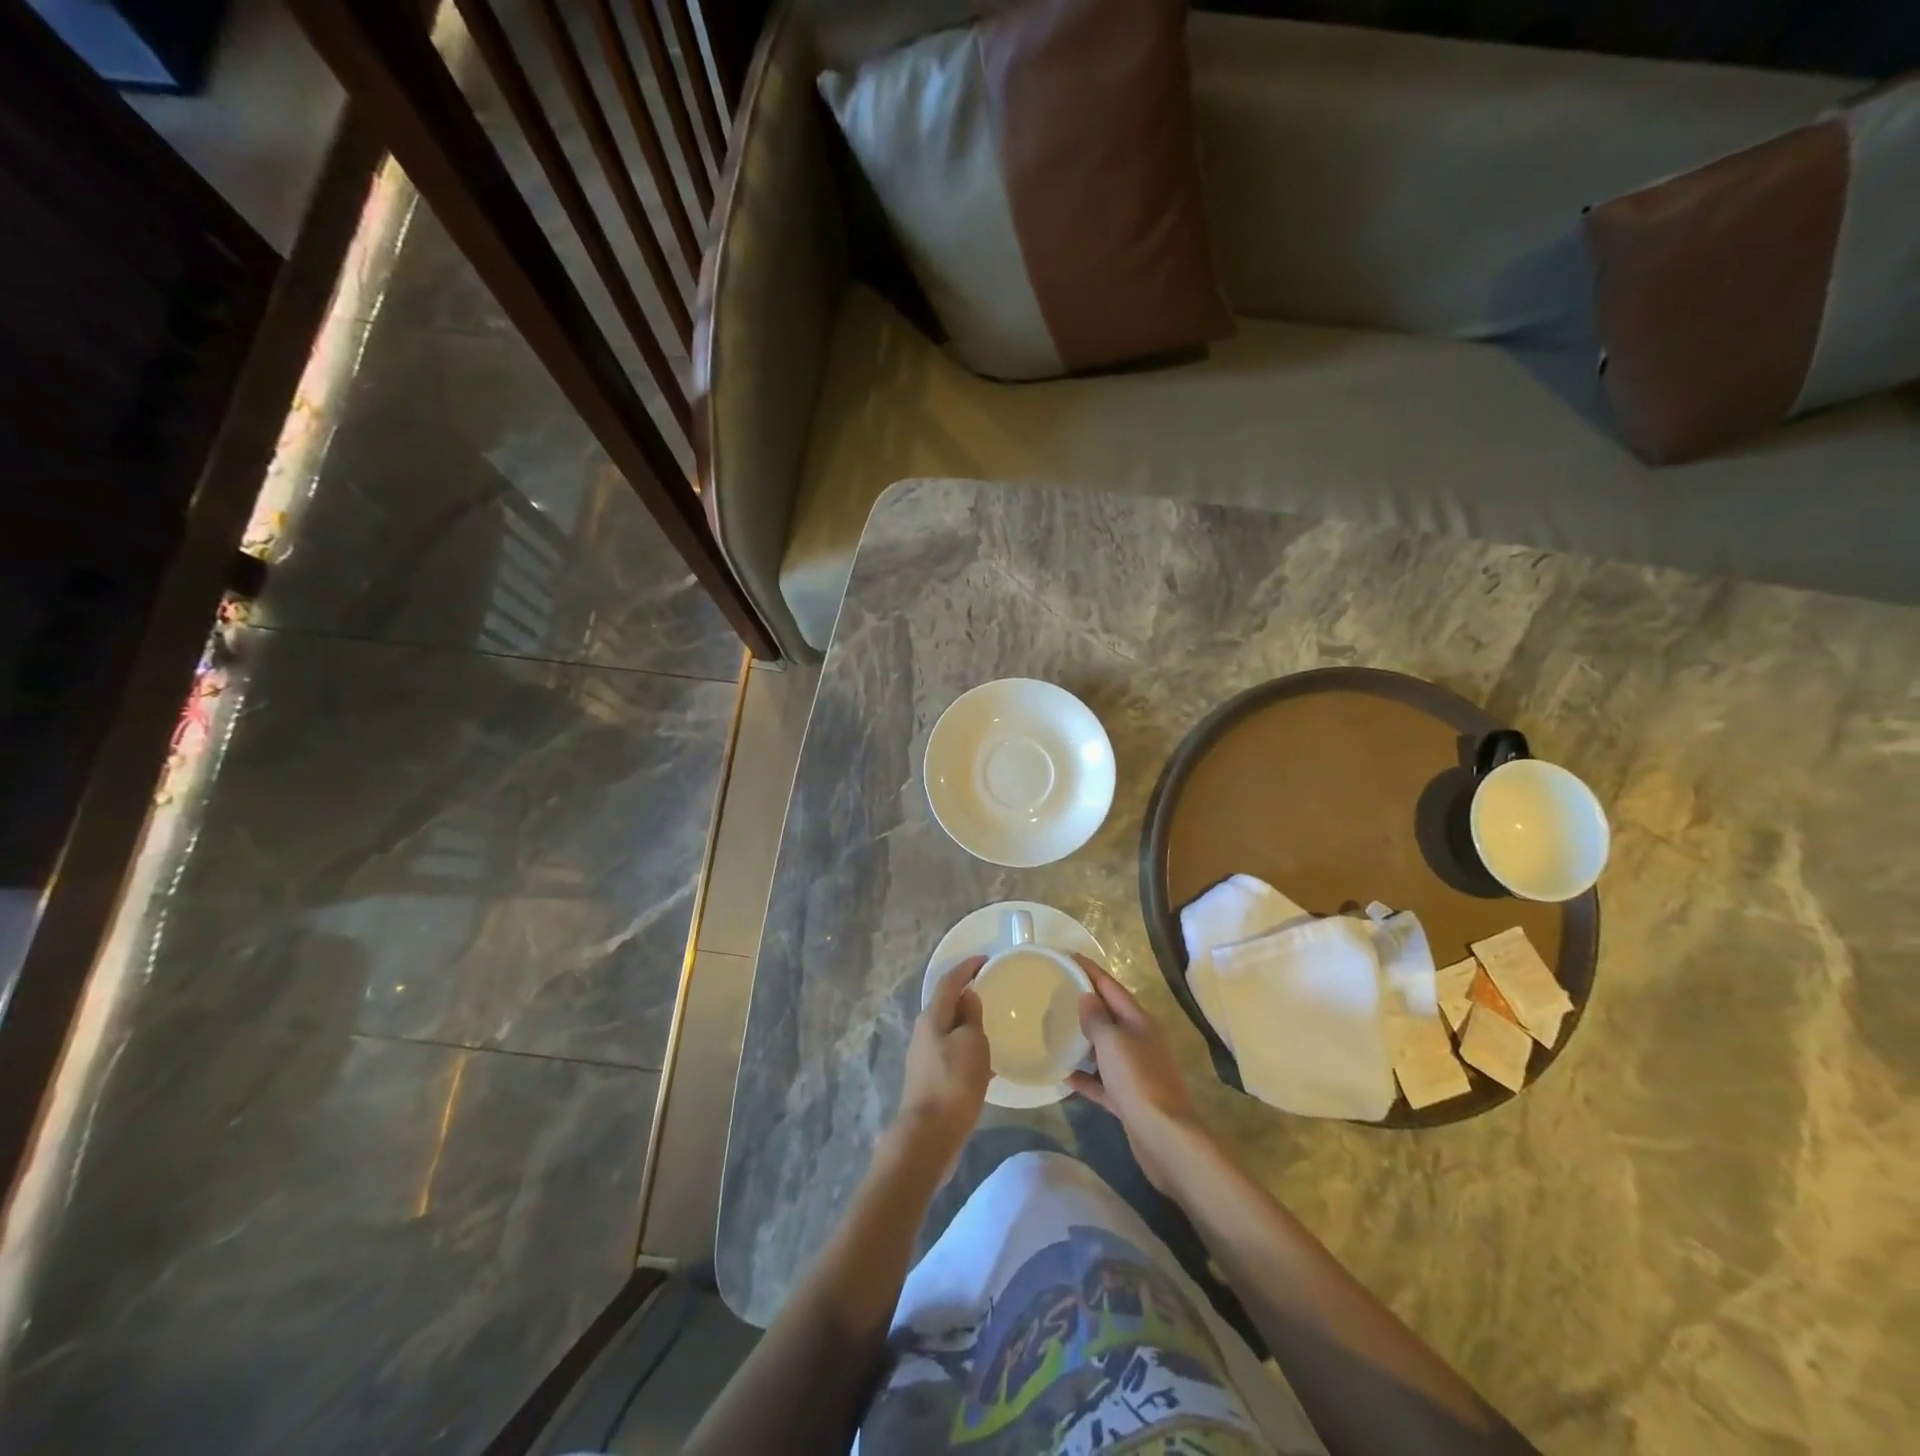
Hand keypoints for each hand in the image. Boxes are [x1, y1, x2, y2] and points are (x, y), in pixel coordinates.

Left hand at [891, 956, 991, 1177]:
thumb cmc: (954, 1082)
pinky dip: (969, 1048)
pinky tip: (987, 1063)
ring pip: (950, 1029)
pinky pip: (953, 1052)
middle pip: (947, 1004)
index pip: (950, 981)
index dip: (967, 967)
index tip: (986, 959)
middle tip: (992, 990)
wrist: (930, 1135)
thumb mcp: (971, 1043)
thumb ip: (971, 1016)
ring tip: (993, 1024)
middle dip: (967, 995)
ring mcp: (925, 1056)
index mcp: (932, 1017)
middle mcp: (924, 1032)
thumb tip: (968, 996)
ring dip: (969, 1023)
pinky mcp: (931, 1078)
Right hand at [1068, 955, 1206, 1192]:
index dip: (1090, 970)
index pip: (1111, 987)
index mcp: (1139, 1021)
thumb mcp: (1113, 1042)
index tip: (1067, 956)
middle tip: (1056, 990)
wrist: (1164, 1137)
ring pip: (1104, 1047)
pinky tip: (1064, 1075)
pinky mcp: (1129, 1098)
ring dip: (1083, 1039)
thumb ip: (1097, 1018)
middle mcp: (1139, 1040)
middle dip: (1085, 1001)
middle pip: (1109, 1014)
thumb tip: (1087, 997)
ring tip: (1055, 1029)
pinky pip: (1102, 1080)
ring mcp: (1135, 1070)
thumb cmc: (1138, 1080)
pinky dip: (1085, 1076)